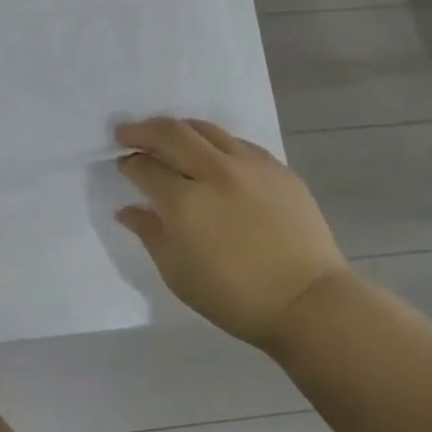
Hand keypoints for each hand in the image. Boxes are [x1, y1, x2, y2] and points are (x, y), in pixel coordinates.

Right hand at [115, 118, 348, 347]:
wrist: (308, 302)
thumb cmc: (235, 297)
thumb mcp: (178, 273)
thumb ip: (150, 234)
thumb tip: (129, 210)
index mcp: (185, 202)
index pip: (145, 168)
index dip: (129, 164)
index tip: (123, 164)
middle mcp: (214, 172)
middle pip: (171, 133)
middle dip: (143, 130)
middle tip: (127, 133)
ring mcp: (250, 166)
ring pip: (205, 129)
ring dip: (179, 129)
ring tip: (168, 137)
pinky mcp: (278, 169)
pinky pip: (237, 143)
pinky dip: (215, 142)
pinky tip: (213, 155)